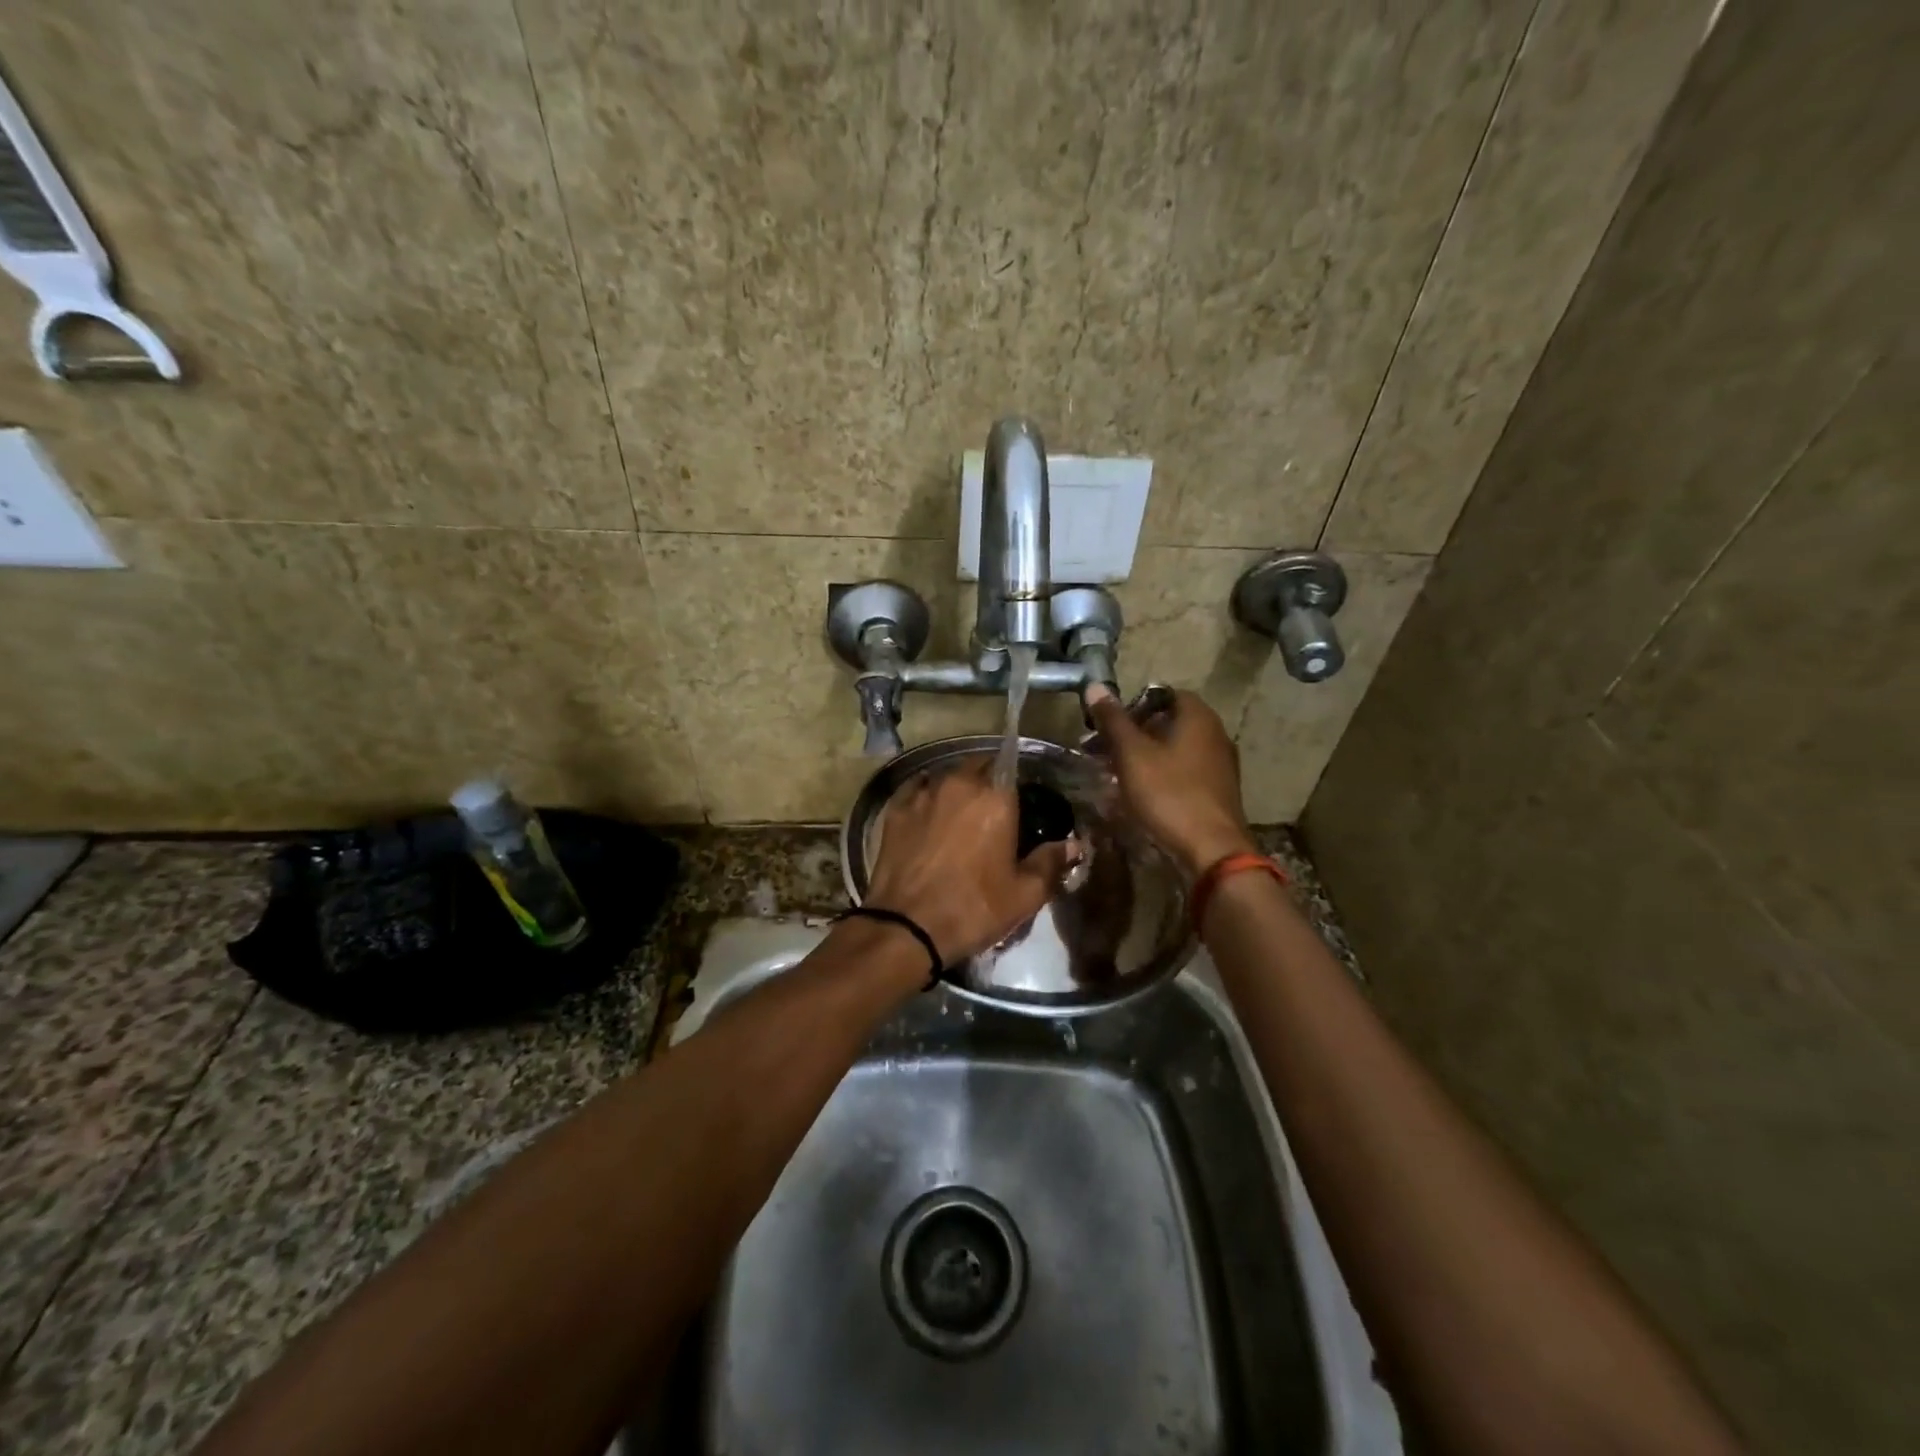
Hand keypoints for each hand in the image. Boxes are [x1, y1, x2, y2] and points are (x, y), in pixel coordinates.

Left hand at [865, 758, 1072, 963]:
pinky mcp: (895, 809)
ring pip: (946, 776)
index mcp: (996, 797)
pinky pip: (917, 789)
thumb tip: (1074, 844)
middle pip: (978, 766)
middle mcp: (959, 784)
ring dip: (957, 787)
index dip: (1016, 781)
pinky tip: (929, 813)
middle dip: (987, 780)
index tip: (1019, 800)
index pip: (1010, 765)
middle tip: (993, 809)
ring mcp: (923, 793)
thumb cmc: (974, 908)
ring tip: (961, 812)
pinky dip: (927, 795)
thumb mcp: (1024, 894)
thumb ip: (1051, 862)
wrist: (907, 927)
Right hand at [1085, 685, 1257, 877]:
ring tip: (1115, 774)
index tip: (1108, 724)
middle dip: (1134, 733)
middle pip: (1168, 723)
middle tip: (1103, 750)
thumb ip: (1113, 720)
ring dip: (1145, 757)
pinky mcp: (1218, 791)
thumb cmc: (1169, 794)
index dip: (1133, 705)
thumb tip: (1094, 685)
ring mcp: (1220, 764)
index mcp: (1198, 717)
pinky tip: (1140, 795)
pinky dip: (1160, 776)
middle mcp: (1215, 734)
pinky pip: (1183, 772)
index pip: (1163, 694)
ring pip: (1175, 749)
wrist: (1211, 850)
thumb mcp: (1132, 754)